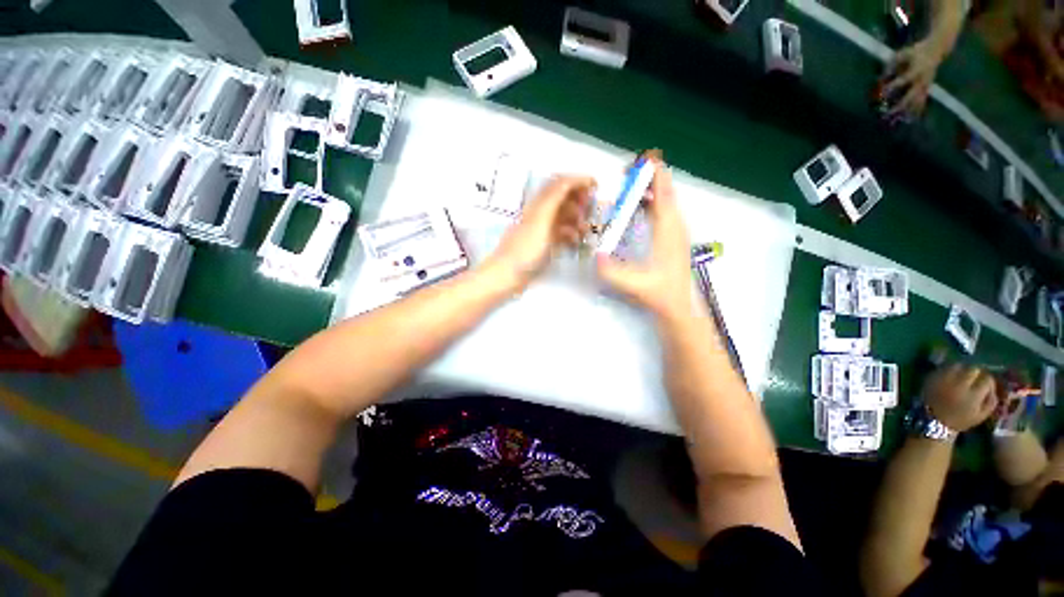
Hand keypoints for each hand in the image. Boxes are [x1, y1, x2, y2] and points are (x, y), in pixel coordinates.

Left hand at [482, 175, 595, 290]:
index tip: (597, 186)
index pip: (561, 183)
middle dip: (580, 201)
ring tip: (586, 229)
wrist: (507, 275)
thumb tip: (570, 178)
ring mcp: (543, 230)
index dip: (578, 181)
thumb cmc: (525, 249)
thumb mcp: (541, 220)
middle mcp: (542, 213)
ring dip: (578, 219)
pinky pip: (561, 234)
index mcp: (540, 204)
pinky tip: (577, 242)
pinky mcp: (544, 245)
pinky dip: (571, 234)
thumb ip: (554, 198)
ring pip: (564, 217)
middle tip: (592, 211)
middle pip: (564, 199)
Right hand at [595, 152, 694, 321]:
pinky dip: (655, 202)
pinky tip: (642, 207)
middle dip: (650, 178)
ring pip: (668, 202)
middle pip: (667, 194)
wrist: (678, 308)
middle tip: (629, 171)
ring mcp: (677, 233)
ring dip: (653, 189)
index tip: (642, 161)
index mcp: (668, 233)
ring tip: (633, 184)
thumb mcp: (635, 285)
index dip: (655, 176)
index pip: (664, 196)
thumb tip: (593, 256)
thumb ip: (613, 273)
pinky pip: (666, 212)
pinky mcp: (675, 239)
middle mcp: (676, 228)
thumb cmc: (659, 295)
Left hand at [882, 39, 945, 115]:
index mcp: (917, 69)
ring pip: (916, 103)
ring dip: (905, 113)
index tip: (882, 92)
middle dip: (899, 106)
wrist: (935, 50)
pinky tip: (908, 121)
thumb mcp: (902, 54)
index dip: (893, 86)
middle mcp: (922, 80)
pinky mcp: (927, 90)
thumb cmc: (915, 52)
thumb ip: (891, 65)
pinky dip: (914, 112)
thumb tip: (879, 79)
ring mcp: (926, 86)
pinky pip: (921, 103)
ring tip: (895, 122)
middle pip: (911, 96)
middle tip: (887, 115)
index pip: (904, 80)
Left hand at [922, 364, 999, 431]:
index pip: (987, 379)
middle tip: (975, 380)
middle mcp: (959, 384)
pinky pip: (944, 367)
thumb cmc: (959, 420)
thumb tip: (994, 389)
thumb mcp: (981, 415)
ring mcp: (944, 379)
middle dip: (976, 373)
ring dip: (962, 369)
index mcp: (972, 395)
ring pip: (958, 365)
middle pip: (973, 369)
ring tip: (962, 377)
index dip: (989, 382)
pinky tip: (951, 377)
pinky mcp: (932, 377)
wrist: (933, 420)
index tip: (986, 386)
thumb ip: (991, 401)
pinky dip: (950, 370)